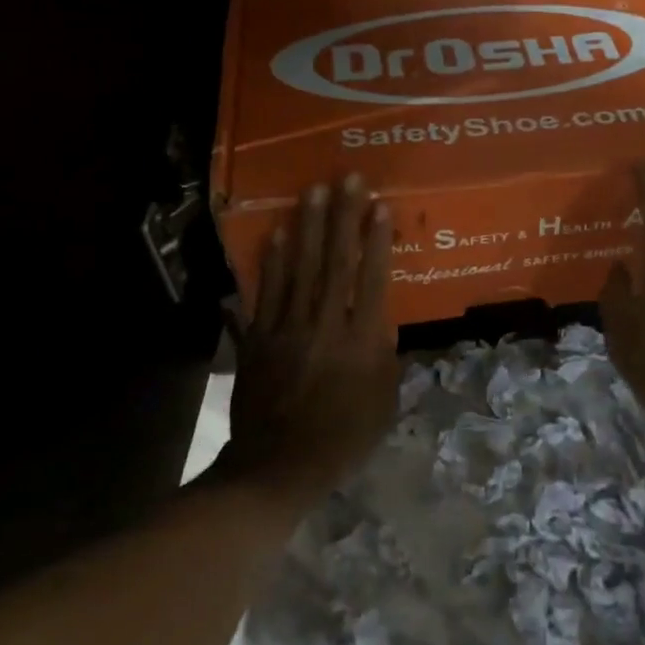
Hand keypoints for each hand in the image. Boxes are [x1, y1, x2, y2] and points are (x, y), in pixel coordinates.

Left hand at [227, 174, 397, 510]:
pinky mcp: (259, 338)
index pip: (371, 279)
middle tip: (347, 179)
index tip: (379, 206)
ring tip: (312, 191)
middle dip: (343, 217)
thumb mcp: (382, 403)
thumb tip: (383, 321)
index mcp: (361, 343)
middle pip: (335, 262)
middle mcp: (325, 325)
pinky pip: (266, 293)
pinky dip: (270, 262)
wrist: (279, 465)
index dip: (376, 240)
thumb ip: (386, 358)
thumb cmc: (342, 438)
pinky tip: (276, 234)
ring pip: (299, 268)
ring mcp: (287, 328)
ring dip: (307, 226)